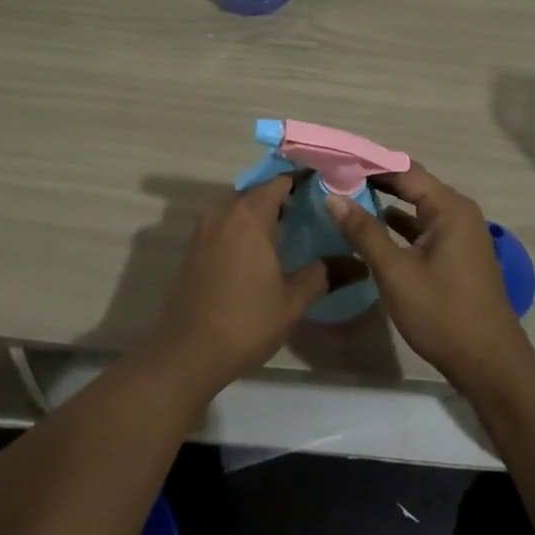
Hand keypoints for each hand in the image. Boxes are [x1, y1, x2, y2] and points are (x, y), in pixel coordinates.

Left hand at [145, 175, 326, 394]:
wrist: (188, 351)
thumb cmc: (246, 321)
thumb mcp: (292, 302)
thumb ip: (319, 275)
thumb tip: (346, 262)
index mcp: (250, 215)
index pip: (279, 182)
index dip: (301, 182)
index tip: (321, 190)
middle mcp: (224, 212)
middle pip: (256, 192)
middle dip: (280, 198)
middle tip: (307, 213)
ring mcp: (204, 228)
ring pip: (237, 207)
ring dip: (258, 214)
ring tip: (284, 232)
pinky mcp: (193, 247)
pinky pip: (223, 224)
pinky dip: (240, 228)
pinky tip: (256, 251)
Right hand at [325, 164, 534, 394]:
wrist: (489, 366)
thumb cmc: (442, 313)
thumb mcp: (396, 272)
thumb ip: (364, 232)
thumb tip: (333, 198)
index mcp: (449, 208)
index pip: (403, 170)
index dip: (368, 164)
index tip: (335, 161)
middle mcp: (458, 212)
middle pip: (411, 185)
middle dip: (374, 181)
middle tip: (335, 177)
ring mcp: (460, 234)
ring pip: (416, 207)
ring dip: (384, 202)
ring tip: (345, 198)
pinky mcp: (456, 254)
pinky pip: (422, 227)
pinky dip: (398, 225)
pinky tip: (371, 229)